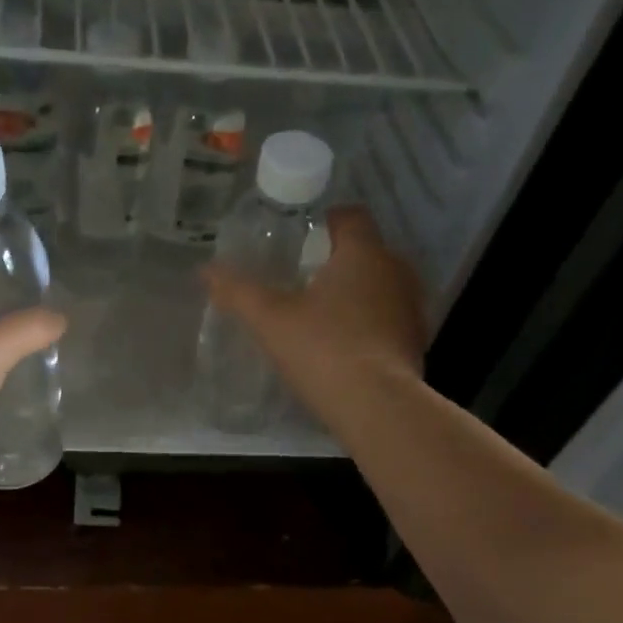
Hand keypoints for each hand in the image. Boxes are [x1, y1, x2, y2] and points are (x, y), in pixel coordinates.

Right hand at [202, 207, 424, 408]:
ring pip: (381, 287)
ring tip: (322, 315)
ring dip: (356, 294)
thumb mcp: (270, 320)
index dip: (327, 222)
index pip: (351, 216)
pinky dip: (369, 324)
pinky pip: (389, 319)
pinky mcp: (416, 341)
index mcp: (363, 254)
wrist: (376, 406)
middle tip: (303, 279)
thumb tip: (205, 270)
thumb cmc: (323, 350)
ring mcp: (411, 308)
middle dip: (338, 261)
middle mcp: (396, 271)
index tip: (302, 240)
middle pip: (366, 252)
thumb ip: (238, 291)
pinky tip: (345, 347)